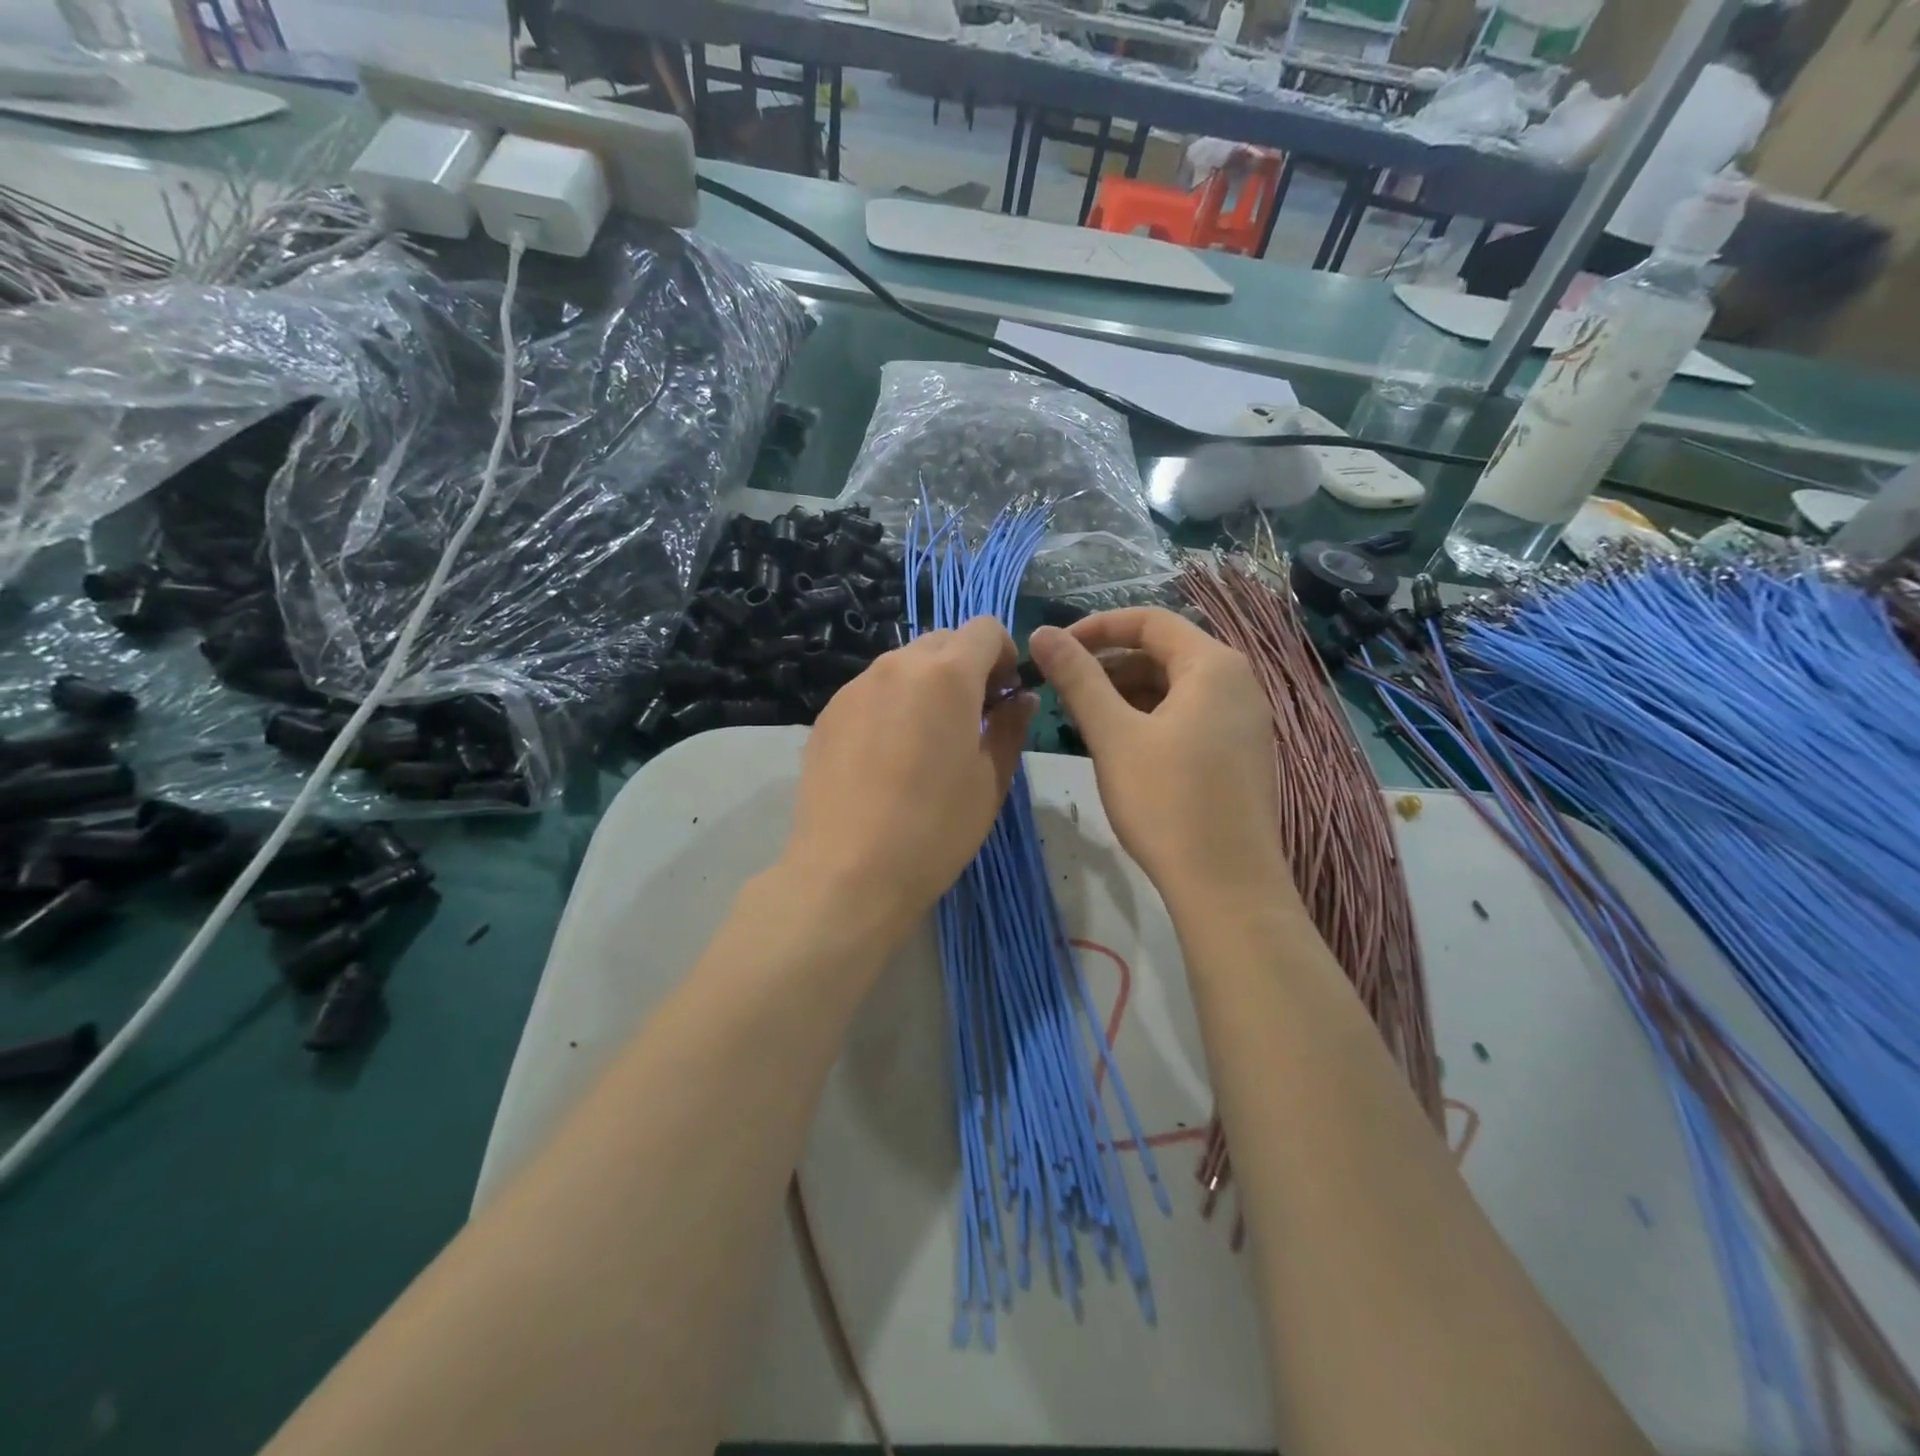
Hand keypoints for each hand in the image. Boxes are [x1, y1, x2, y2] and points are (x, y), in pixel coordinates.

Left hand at [782, 617, 1034, 944]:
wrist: (848, 872)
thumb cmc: (935, 828)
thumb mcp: (991, 780)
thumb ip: (1010, 727)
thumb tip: (1018, 698)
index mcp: (947, 675)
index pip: (985, 628)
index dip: (1004, 654)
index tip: (1003, 696)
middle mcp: (897, 666)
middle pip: (942, 641)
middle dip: (965, 667)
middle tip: (971, 719)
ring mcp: (855, 688)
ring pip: (903, 665)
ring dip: (926, 686)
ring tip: (925, 742)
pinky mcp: (828, 714)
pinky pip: (871, 692)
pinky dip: (891, 706)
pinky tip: (887, 759)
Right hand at [1029, 609, 1285, 911]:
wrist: (1227, 887)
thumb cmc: (1167, 802)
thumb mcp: (1114, 735)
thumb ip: (1077, 678)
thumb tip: (1043, 632)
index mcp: (1214, 665)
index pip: (1149, 620)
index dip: (1096, 628)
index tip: (1055, 650)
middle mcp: (1238, 683)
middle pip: (1164, 652)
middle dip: (1109, 665)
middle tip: (1064, 690)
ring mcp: (1244, 721)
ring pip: (1174, 688)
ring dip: (1126, 694)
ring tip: (1084, 720)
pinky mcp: (1239, 754)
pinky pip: (1189, 717)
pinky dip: (1150, 719)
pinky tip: (1120, 746)